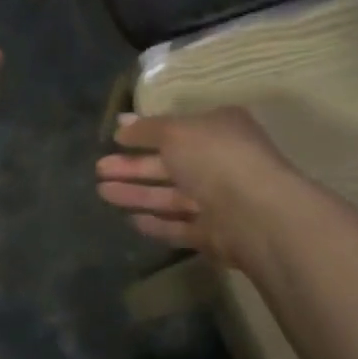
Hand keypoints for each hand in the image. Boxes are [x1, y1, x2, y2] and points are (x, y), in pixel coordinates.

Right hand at [96, 108, 291, 263]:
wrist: (258, 214)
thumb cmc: (216, 158)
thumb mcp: (176, 132)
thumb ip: (146, 129)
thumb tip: (120, 123)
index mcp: (220, 130)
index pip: (178, 129)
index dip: (145, 133)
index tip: (115, 138)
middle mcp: (222, 163)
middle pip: (170, 165)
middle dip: (133, 167)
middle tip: (99, 168)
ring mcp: (220, 202)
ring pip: (172, 197)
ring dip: (137, 194)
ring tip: (102, 192)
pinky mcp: (216, 235)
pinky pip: (181, 226)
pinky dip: (157, 223)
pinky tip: (130, 220)